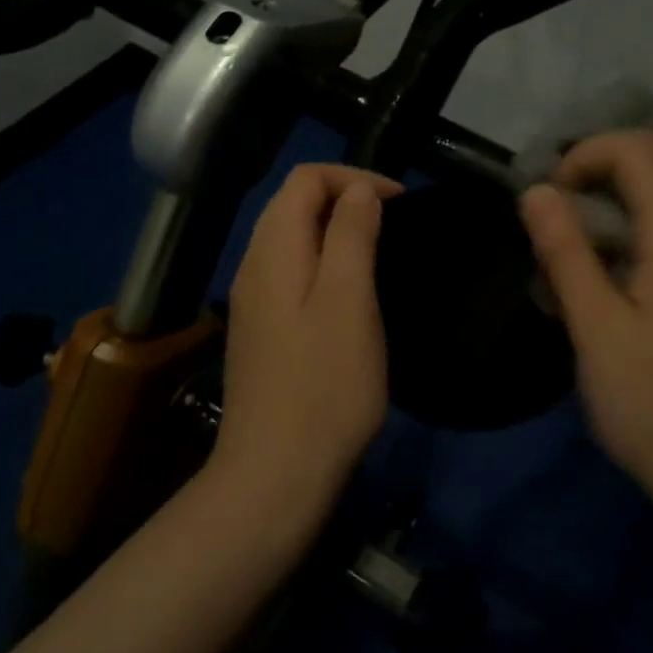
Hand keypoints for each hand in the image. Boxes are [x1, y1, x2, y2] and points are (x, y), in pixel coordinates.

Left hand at [213, 164, 403, 519]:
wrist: (275, 475)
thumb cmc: (324, 385)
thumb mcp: (349, 300)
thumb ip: (351, 235)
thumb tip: (359, 190)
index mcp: (273, 250)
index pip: (305, 178)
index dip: (354, 178)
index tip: (399, 202)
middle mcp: (254, 265)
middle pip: (293, 203)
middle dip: (344, 197)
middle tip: (392, 222)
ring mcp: (252, 300)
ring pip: (291, 238)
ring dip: (335, 229)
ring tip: (378, 250)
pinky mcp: (261, 330)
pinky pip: (291, 271)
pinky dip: (323, 261)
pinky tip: (349, 293)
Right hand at [519, 131, 652, 506]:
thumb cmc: (652, 403)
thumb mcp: (594, 329)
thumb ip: (566, 253)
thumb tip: (536, 191)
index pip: (641, 152)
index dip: (590, 154)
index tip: (554, 195)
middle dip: (625, 154)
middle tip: (582, 191)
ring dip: (648, 180)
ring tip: (601, 219)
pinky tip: (630, 258)